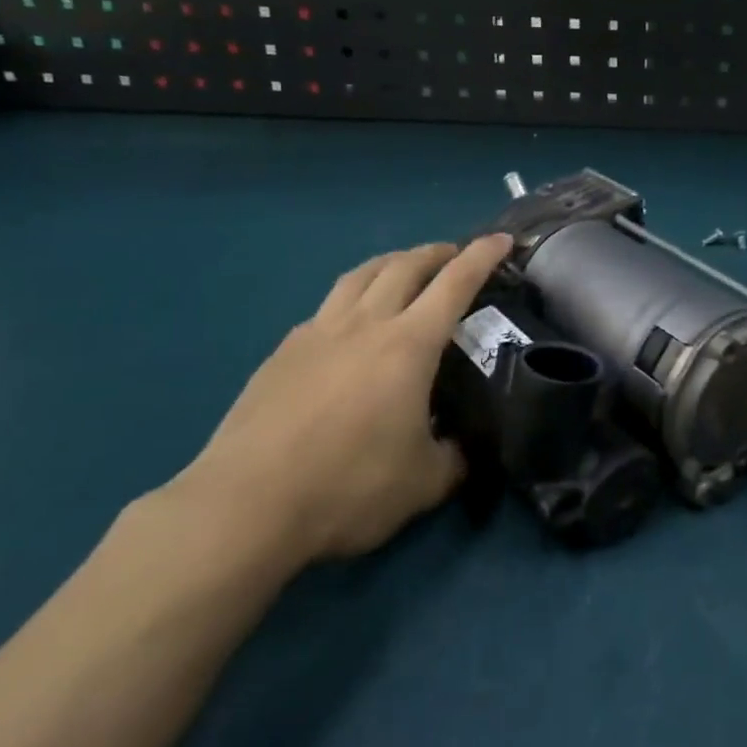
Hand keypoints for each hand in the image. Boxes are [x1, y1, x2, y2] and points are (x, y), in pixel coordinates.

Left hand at [173, 234, 513, 566]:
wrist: (245, 506)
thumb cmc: (348, 487)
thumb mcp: (423, 484)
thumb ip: (453, 460)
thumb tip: (463, 452)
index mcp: (409, 345)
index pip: (455, 283)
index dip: (482, 257)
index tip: (501, 240)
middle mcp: (365, 324)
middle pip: (404, 266)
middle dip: (436, 252)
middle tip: (453, 254)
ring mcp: (318, 333)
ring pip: (360, 276)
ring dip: (391, 263)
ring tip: (403, 268)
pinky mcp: (282, 353)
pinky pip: (326, 308)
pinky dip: (351, 298)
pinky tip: (349, 323)